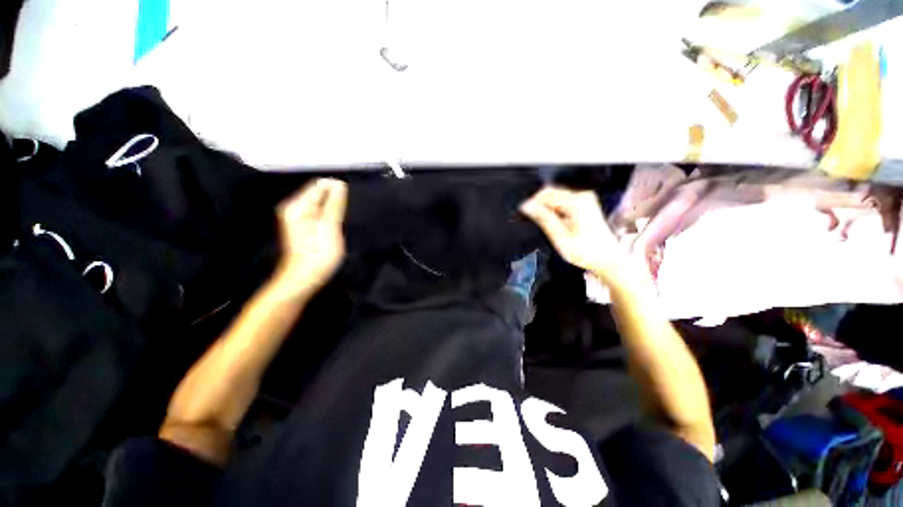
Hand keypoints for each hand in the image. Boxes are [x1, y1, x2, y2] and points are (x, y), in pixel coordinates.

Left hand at [276, 178, 347, 290]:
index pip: (320, 185)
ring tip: (341, 222)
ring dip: (335, 209)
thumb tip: (340, 185)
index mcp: (298, 206)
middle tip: (345, 215)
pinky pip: (321, 214)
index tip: (348, 202)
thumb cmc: (318, 254)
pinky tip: (336, 226)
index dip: (337, 189)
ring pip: (322, 205)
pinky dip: (331, 217)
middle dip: (336, 200)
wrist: (305, 278)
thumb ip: (334, 205)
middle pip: (320, 194)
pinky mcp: (305, 227)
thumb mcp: (329, 227)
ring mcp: (299, 218)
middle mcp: (296, 208)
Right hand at [520, 187, 628, 282]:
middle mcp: (583, 197)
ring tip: (544, 225)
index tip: (523, 213)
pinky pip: (563, 202)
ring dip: (546, 209)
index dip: (532, 203)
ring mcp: (585, 200)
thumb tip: (528, 207)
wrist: (608, 259)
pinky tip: (554, 224)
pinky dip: (554, 211)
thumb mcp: (560, 238)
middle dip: (539, 205)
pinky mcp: (585, 205)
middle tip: (532, 221)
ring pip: (556, 198)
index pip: (546, 194)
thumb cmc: (587, 252)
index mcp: (577, 203)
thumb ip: (544, 219)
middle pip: (551, 193)